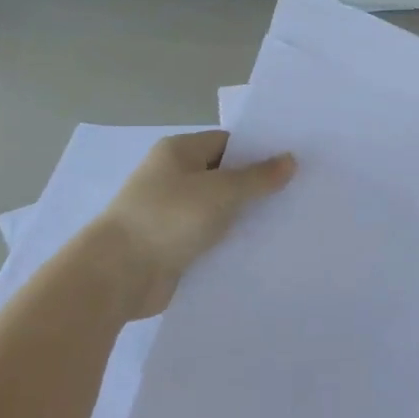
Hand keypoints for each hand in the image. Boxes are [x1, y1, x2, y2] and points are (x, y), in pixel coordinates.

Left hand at [79, 132, 294, 317]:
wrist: (118, 275)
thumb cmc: (168, 218)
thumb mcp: (221, 192)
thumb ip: (258, 177)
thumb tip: (290, 160)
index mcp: (179, 152)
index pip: (228, 142)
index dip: (260, 150)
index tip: (294, 162)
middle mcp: (174, 177)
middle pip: (225, 176)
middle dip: (257, 186)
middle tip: (300, 191)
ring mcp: (173, 213)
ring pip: (219, 209)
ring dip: (246, 217)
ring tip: (290, 220)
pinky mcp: (174, 245)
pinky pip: (210, 237)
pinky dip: (231, 242)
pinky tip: (263, 248)